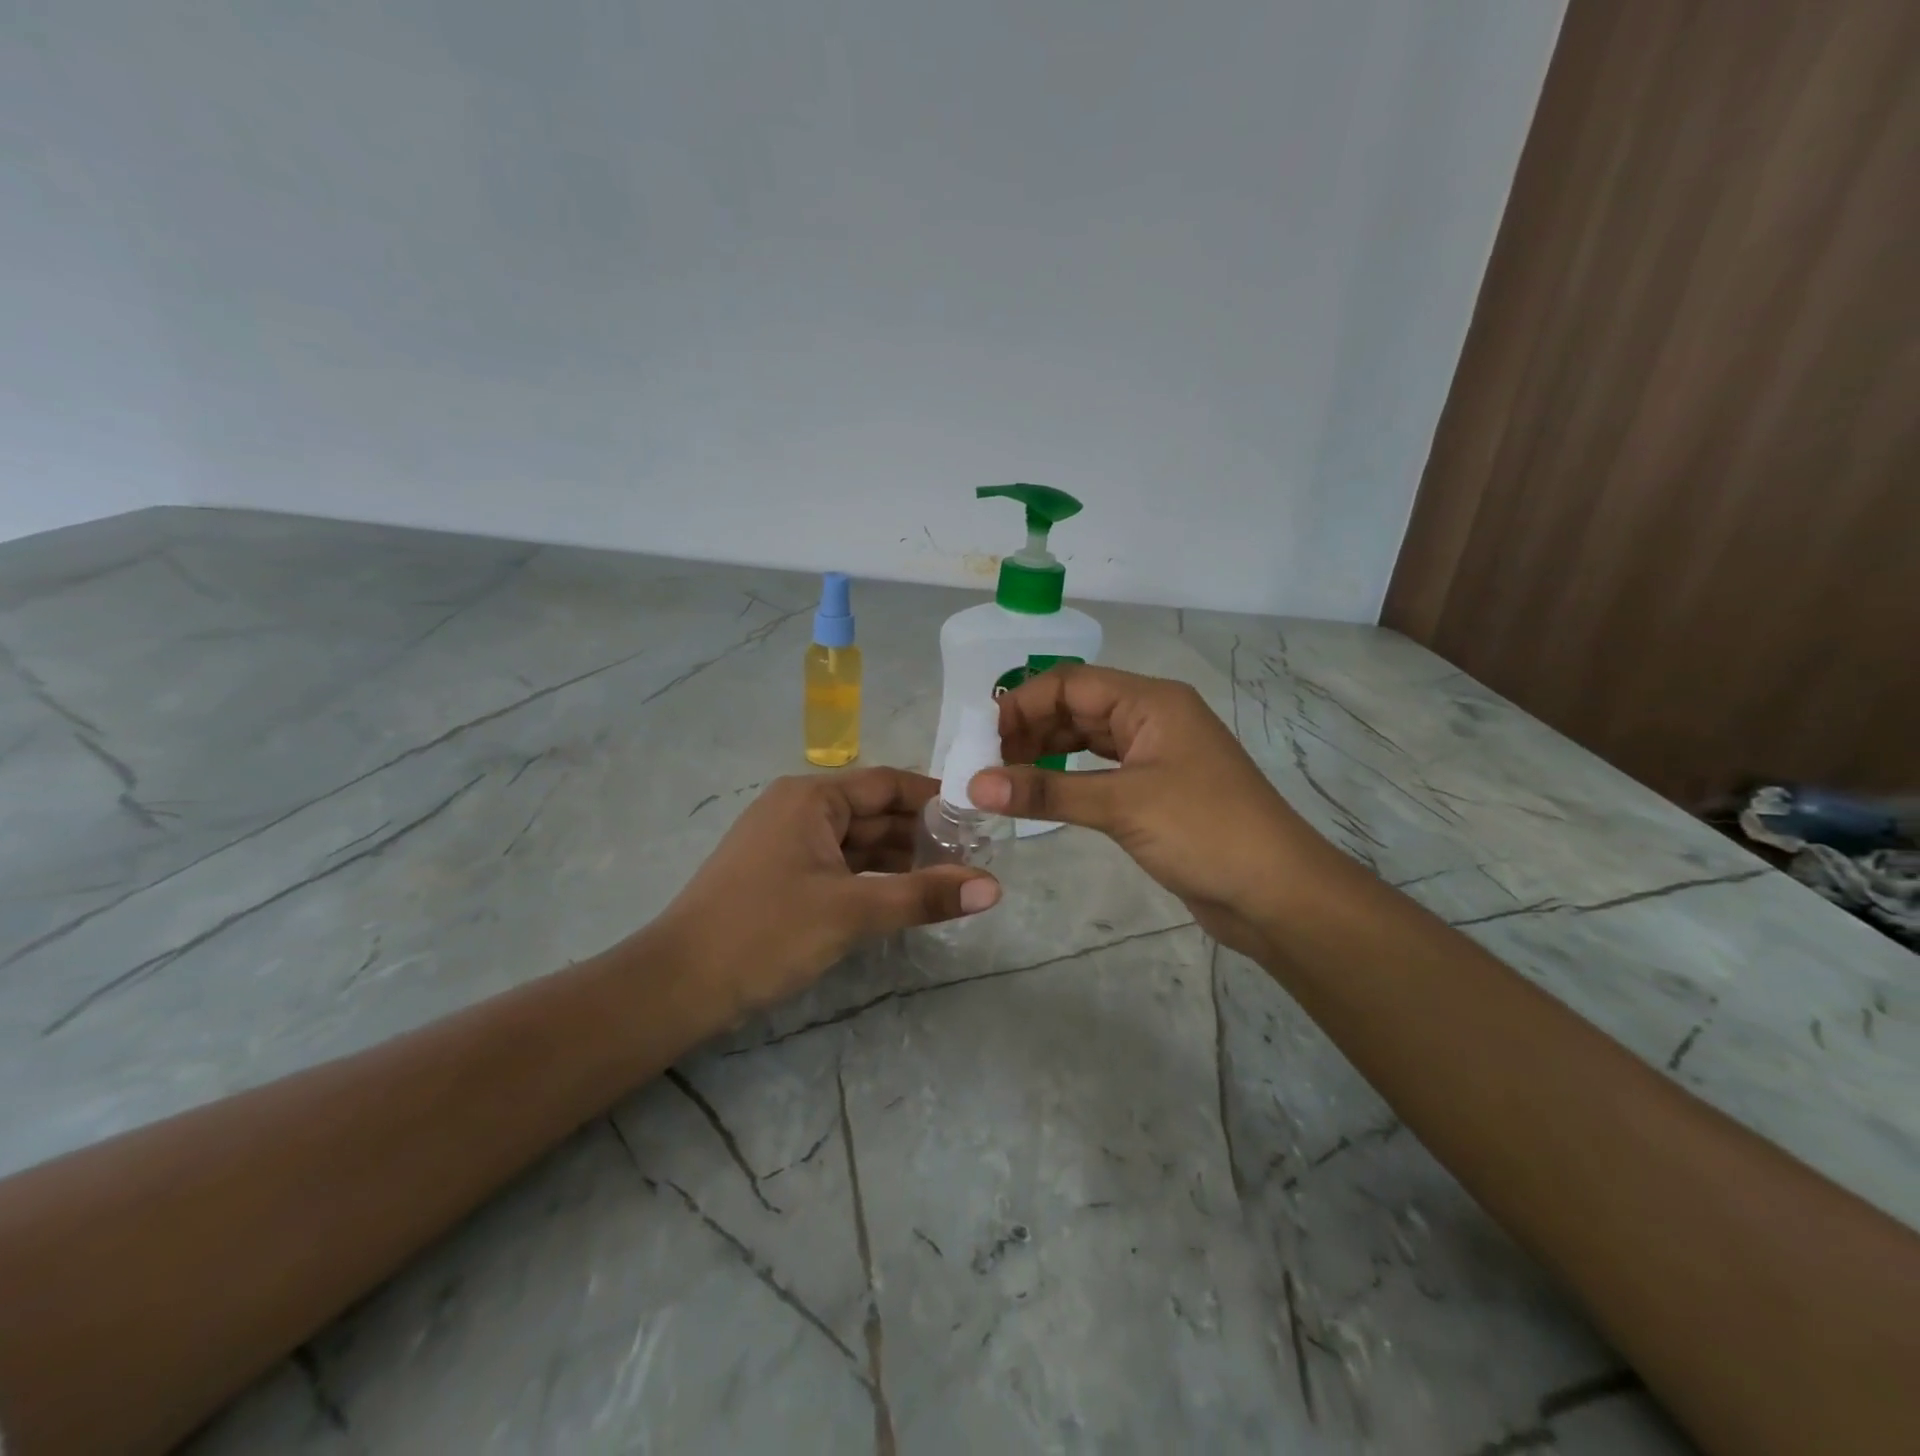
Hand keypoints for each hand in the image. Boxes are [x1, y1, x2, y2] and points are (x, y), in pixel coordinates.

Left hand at [650, 769, 999, 1027]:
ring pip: (859, 843)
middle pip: (875, 813)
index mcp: (812, 798)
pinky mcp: (783, 876)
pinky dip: (873, 879)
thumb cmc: (765, 932)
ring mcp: (789, 844)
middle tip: (977, 858)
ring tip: (953, 881)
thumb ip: (923, 896)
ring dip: (901, 860)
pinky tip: (906, 898)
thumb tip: (994, 887)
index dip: (935, 798)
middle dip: (923, 835)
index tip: (980, 819)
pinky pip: (841, 866)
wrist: (677, 985)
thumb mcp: (851, 911)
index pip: (888, 784)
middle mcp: (800, 810)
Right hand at [971, 665, 1328, 955]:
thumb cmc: (1205, 832)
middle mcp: (1152, 718)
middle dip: (1030, 729)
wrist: (1276, 892)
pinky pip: (1100, 771)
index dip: (1023, 705)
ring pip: (1087, 739)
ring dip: (1045, 754)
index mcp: (1150, 701)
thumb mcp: (1122, 806)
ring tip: (1006, 781)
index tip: (985, 743)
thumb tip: (975, 784)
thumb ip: (1046, 791)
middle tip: (989, 766)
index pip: (1070, 682)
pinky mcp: (1155, 790)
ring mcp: (1155, 755)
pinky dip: (1067, 778)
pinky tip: (1042, 795)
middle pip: (1076, 707)